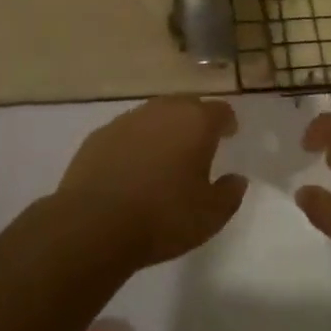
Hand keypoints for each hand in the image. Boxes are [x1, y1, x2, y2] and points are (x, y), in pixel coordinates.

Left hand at [57, 97, 244, 267]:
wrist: (93, 224)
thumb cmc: (163, 217)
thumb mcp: (211, 216)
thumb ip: (229, 193)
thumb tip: (236, 179)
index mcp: (195, 122)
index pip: (220, 110)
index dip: (227, 122)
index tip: (229, 135)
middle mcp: (162, 111)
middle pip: (186, 106)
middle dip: (195, 121)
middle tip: (198, 145)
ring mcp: (127, 120)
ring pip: (154, 116)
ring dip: (163, 130)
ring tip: (165, 156)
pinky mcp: (99, 135)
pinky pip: (127, 132)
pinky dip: (135, 143)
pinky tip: (132, 167)